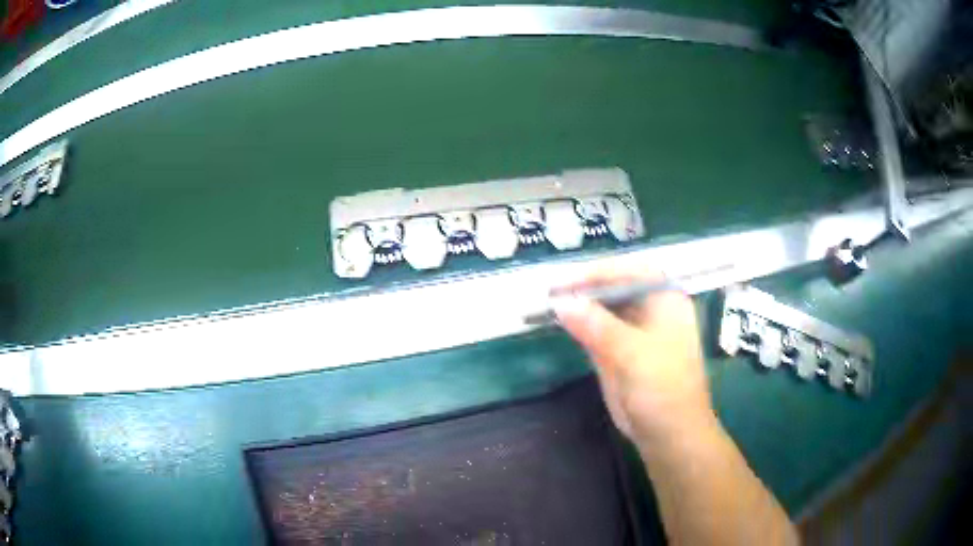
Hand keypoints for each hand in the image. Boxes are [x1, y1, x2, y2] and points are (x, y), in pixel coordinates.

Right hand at [553, 271, 715, 443]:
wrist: (669, 433)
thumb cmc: (664, 388)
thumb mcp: (633, 353)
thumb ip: (597, 326)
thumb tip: (561, 303)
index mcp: (665, 300)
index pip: (631, 272)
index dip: (599, 272)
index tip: (567, 282)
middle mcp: (650, 309)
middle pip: (615, 287)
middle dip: (585, 288)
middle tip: (551, 292)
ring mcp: (633, 331)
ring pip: (603, 308)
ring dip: (578, 305)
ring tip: (548, 302)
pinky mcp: (619, 351)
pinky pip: (596, 330)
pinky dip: (578, 324)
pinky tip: (560, 320)